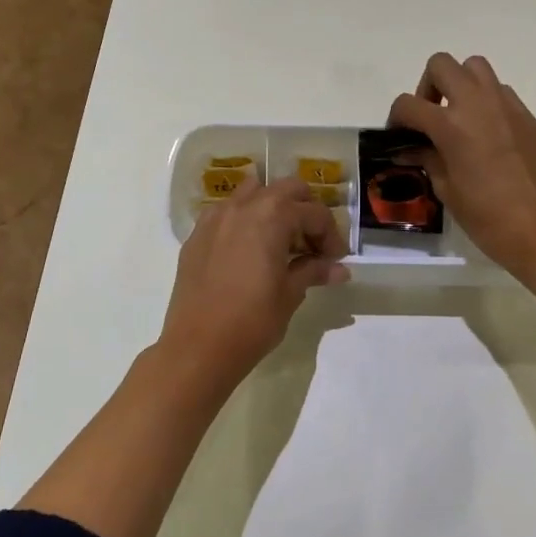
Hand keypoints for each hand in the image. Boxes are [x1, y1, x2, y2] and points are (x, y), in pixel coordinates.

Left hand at [158, 175, 349, 390]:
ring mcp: (215, 218)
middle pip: (285, 189)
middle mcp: (243, 206)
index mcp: (272, 216)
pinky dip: (245, 220)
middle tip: (312, 243)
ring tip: (280, 240)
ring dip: (273, 208)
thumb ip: (313, 271)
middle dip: (305, 210)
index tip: (335, 260)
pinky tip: (249, 251)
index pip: (314, 213)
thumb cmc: (252, 320)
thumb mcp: (290, 294)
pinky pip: (227, 213)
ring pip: (252, 193)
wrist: (198, 347)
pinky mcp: (197, 235)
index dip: (331, 235)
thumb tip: (338, 269)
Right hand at [388, 53, 535, 276]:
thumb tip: (410, 149)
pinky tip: (488, 135)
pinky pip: (501, 92)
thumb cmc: (486, 218)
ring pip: (476, 67)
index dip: (396, 119)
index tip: (399, 137)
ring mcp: (508, 106)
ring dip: (460, 84)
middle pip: (441, 65)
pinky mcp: (528, 117)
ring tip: (459, 118)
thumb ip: (427, 159)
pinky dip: (487, 102)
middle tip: (430, 118)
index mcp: (452, 125)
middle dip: (428, 87)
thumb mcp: (446, 189)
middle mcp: (478, 104)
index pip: (408, 104)